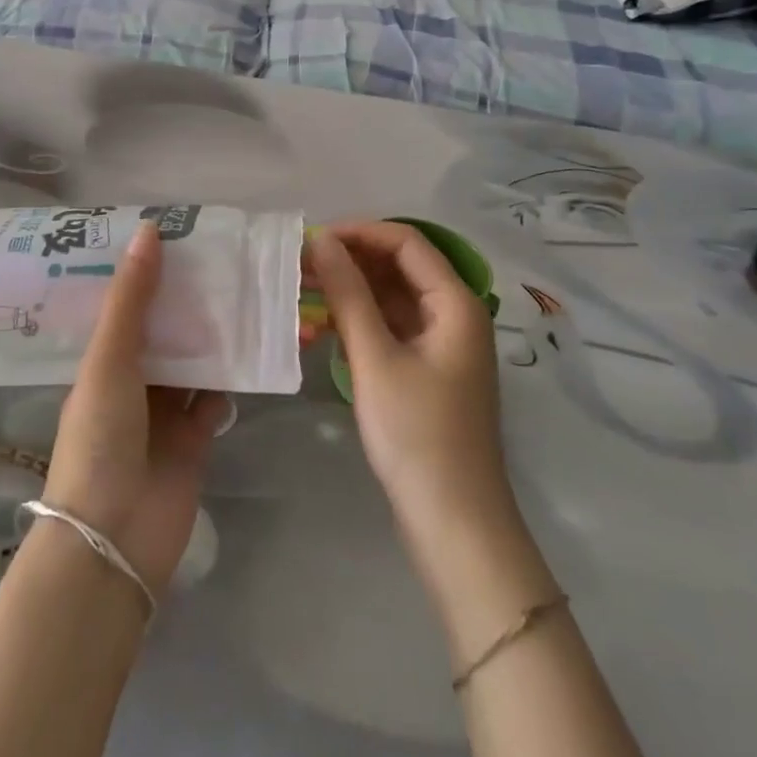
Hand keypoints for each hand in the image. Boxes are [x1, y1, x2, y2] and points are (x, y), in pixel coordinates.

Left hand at [43, 221, 230, 591]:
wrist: (114, 539)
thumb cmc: (100, 439)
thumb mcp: (109, 360)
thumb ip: (131, 299)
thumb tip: (149, 230)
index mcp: (103, 359)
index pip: (125, 304)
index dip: (145, 270)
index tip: (174, 231)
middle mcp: (133, 380)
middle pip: (164, 330)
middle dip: (187, 299)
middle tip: (222, 255)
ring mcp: (164, 411)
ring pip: (194, 361)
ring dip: (213, 335)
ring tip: (244, 289)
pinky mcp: (194, 439)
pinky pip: (215, 399)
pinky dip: (231, 378)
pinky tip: (253, 347)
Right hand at [305, 223, 516, 543]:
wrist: (454, 524)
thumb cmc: (417, 435)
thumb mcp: (376, 358)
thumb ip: (348, 293)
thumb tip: (321, 240)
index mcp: (455, 303)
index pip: (406, 242)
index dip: (360, 232)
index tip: (313, 239)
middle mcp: (454, 314)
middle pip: (401, 267)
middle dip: (352, 260)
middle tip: (300, 265)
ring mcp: (442, 344)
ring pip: (393, 297)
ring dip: (352, 290)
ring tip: (303, 290)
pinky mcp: (427, 370)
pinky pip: (392, 327)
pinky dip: (360, 320)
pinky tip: (323, 324)